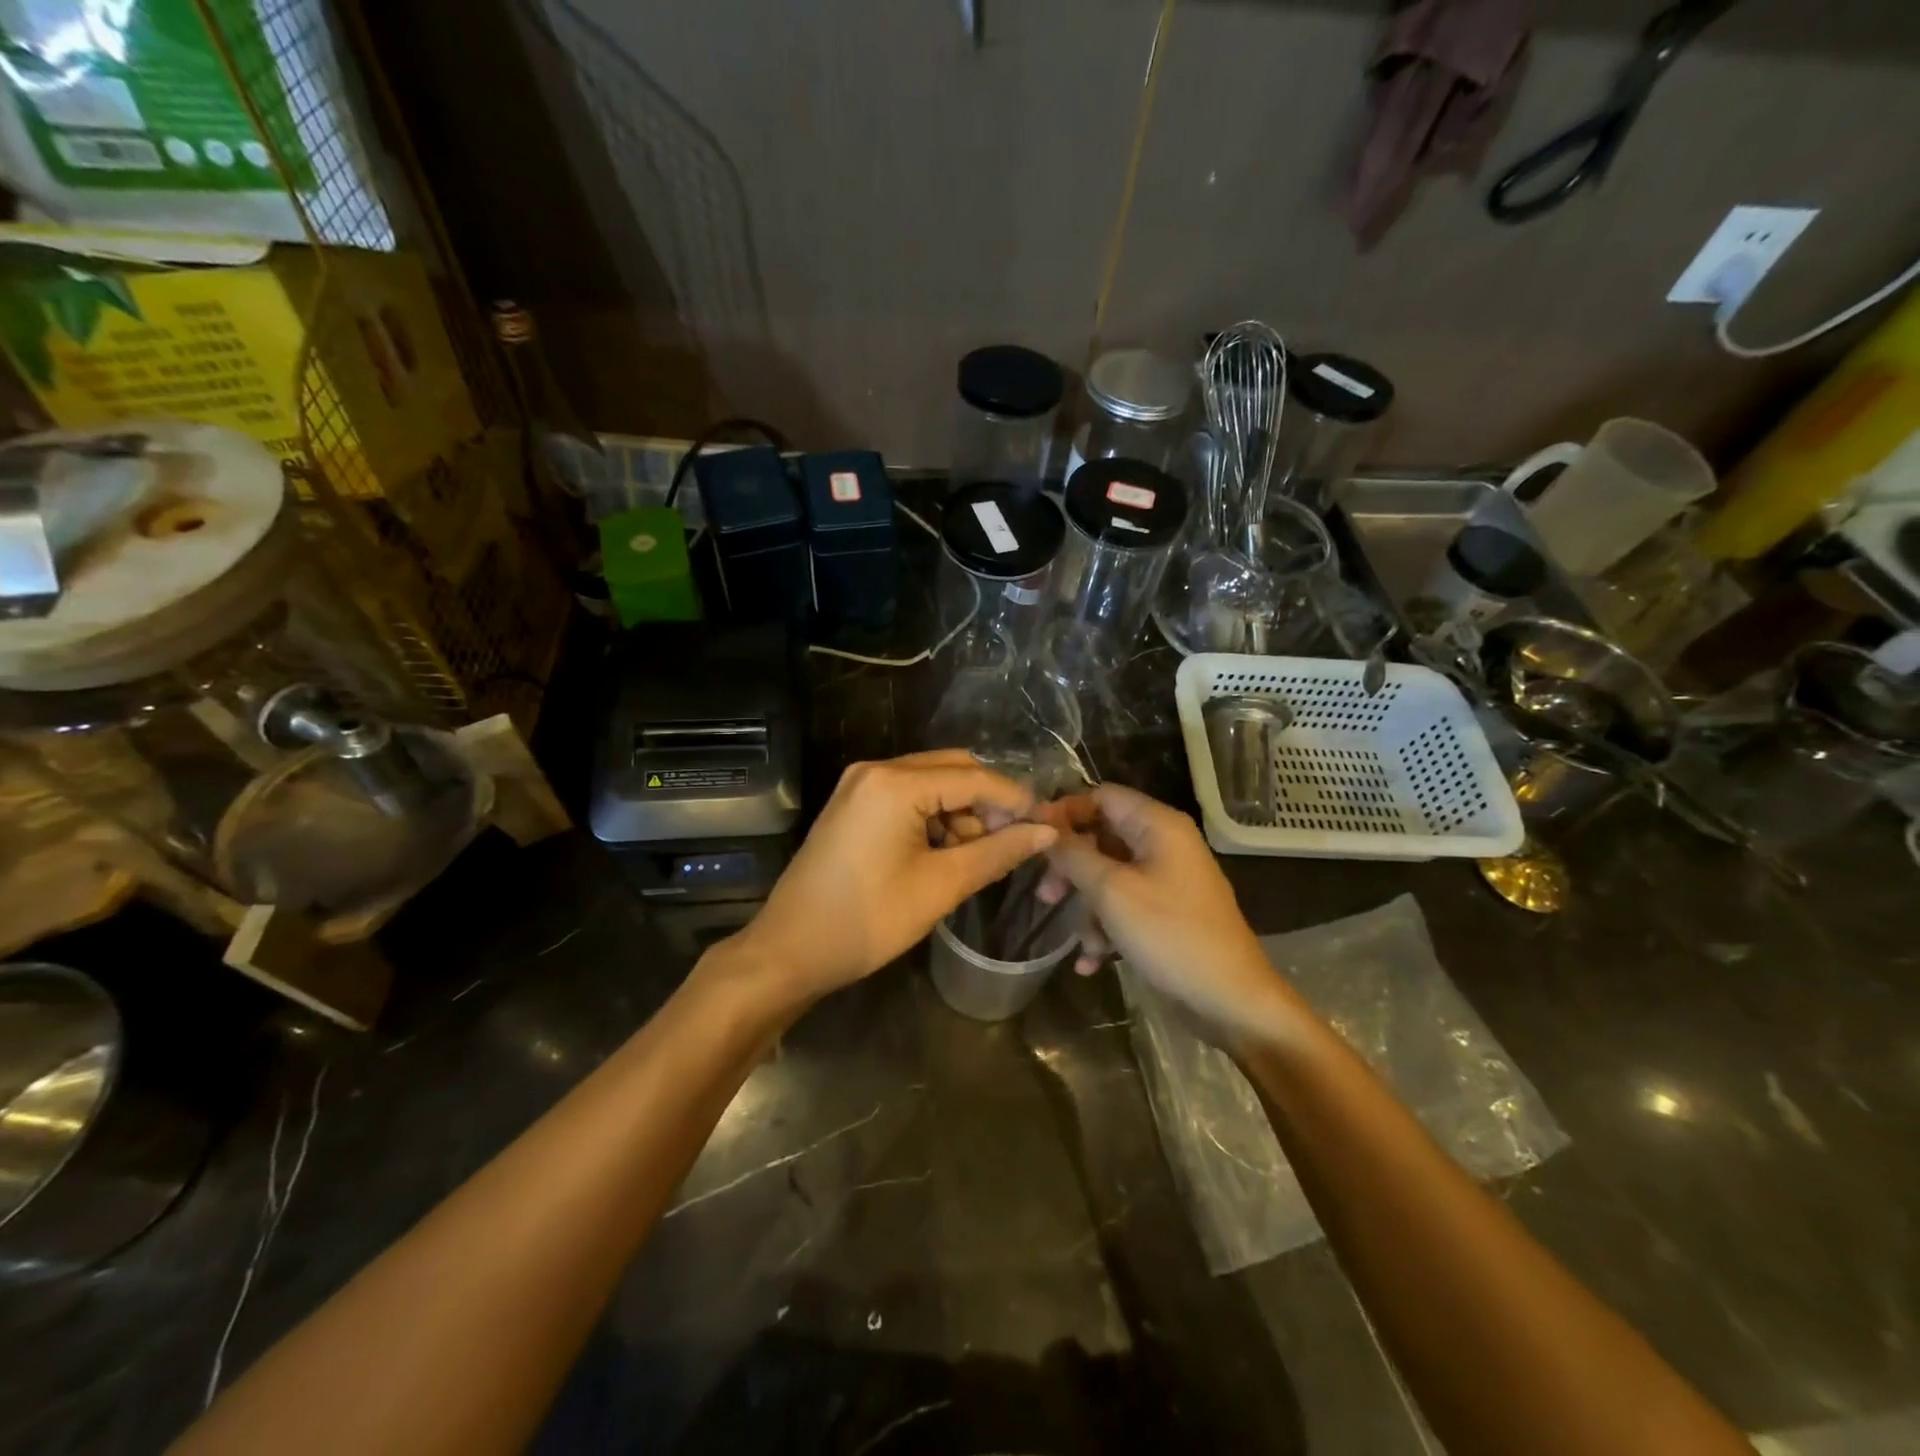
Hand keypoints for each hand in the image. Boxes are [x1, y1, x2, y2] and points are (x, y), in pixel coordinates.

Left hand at [733, 751, 1056, 1003]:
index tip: (1047, 827)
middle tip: (1011, 843)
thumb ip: (998, 852)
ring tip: (974, 858)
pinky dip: (933, 818)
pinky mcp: (853, 803)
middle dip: (987, 803)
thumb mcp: (941, 886)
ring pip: (931, 782)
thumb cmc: (868, 921)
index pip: (974, 777)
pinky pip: (907, 796)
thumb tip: (1047, 832)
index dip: (1015, 800)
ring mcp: (860, 784)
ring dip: (961, 812)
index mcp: (895, 783)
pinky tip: (943, 853)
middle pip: (952, 769)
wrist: (790, 950)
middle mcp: (876, 769)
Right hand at [1037, 785, 1299, 1045]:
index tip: (1033, 838)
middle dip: (1071, 868)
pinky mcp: (1166, 913)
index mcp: (1157, 825)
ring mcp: (1166, 880)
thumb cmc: (1170, 934)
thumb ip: (1074, 854)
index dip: (1065, 812)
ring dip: (1088, 909)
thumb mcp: (1112, 891)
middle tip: (1045, 895)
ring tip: (1082, 944)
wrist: (1230, 1000)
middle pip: (1101, 838)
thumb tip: (1044, 826)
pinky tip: (1091, 962)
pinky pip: (1124, 906)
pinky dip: (1106, 928)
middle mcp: (1163, 844)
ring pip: (1109, 876)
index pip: (1102, 796)